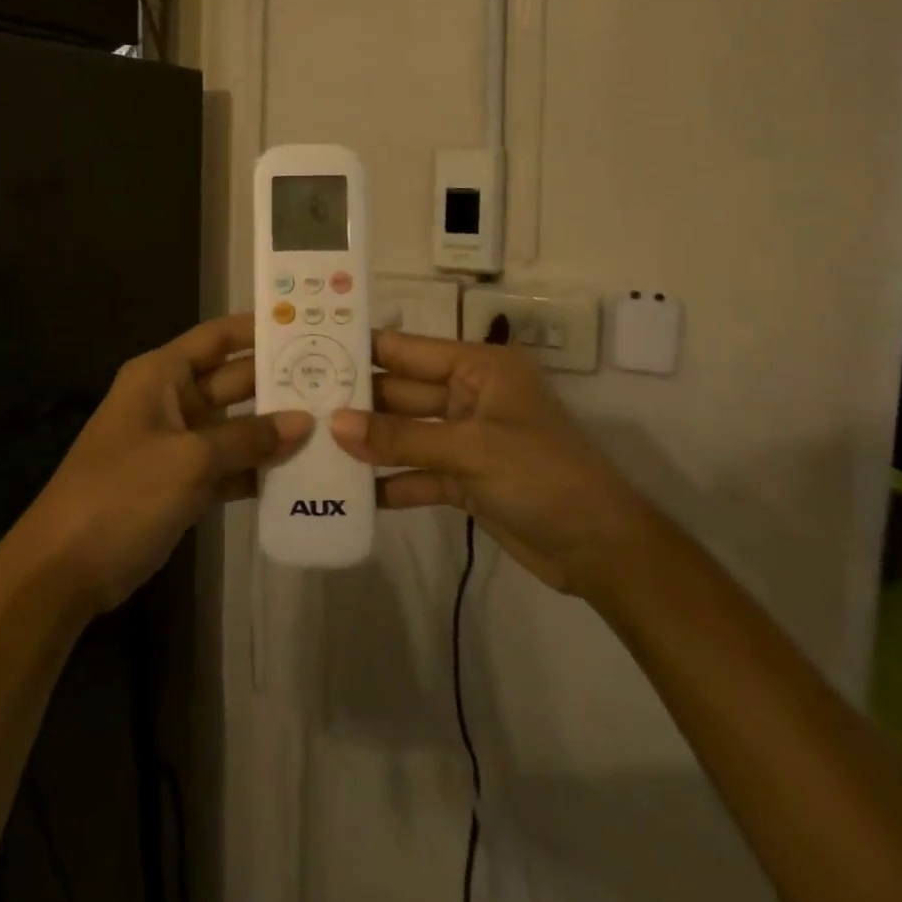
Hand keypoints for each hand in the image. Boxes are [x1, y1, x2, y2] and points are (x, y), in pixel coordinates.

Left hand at [14, 313, 310, 616]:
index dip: (258, 329)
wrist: (65, 567)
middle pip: (233, 381)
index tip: (309, 325)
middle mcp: (170, 401)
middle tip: (339, 380)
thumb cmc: (122, 493)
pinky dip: (257, 469)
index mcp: (161, 376)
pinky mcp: (182, 483)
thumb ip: (248, 438)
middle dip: (278, 382)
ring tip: (333, 425)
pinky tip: (302, 474)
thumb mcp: (189, 459)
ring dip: (274, 430)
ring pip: (235, 426)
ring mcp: (176, 444)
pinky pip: (228, 465)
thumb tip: (303, 421)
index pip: (217, 338)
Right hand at [329, 331, 650, 596]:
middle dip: (356, 402)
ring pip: (405, 434)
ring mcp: (466, 439)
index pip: (408, 351)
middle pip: (401, 393)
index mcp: (478, 368)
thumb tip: (334, 424)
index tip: (311, 350)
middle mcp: (469, 396)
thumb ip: (400, 438)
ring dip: (369, 443)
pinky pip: (417, 473)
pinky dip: (390, 482)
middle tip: (299, 404)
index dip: (363, 351)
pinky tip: (349, 492)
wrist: (602, 551)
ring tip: (313, 445)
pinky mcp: (465, 479)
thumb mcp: (470, 451)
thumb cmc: (543, 476)